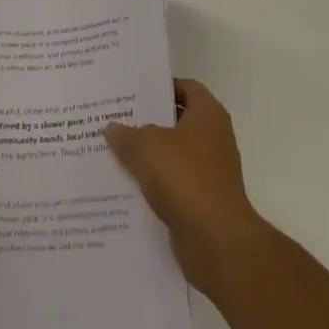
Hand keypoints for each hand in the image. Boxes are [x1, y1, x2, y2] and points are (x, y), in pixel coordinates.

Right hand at [105, 78, 266, 295]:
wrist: (216, 242)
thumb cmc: (185, 178)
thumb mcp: (146, 147)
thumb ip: (126, 134)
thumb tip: (112, 128)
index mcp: (208, 114)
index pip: (185, 87)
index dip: (160, 87)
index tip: (132, 91)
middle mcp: (213, 139)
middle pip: (176, 122)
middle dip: (147, 122)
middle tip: (115, 119)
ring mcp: (209, 172)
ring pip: (172, 156)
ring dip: (147, 156)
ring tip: (113, 152)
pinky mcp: (202, 202)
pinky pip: (172, 185)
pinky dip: (153, 185)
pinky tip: (125, 186)